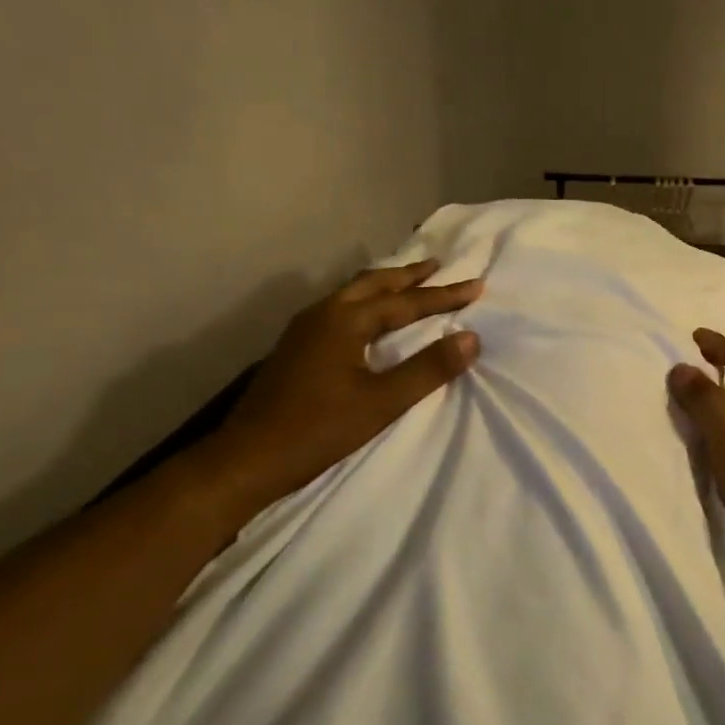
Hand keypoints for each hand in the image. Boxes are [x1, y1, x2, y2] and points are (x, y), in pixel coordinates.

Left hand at [202, 260, 481, 513]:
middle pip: (373, 284)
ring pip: (352, 294)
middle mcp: (323, 314)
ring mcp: (304, 330)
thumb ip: (428, 368)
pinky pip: (339, 308)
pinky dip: (365, 302)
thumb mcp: (383, 402)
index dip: (443, 295)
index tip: (476, 286)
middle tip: (438, 266)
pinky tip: (368, 318)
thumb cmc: (319, 430)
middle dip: (408, 275)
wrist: (248, 459)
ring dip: (384, 286)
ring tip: (408, 283)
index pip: (405, 302)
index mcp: (344, 321)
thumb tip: (471, 338)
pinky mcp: (296, 348)